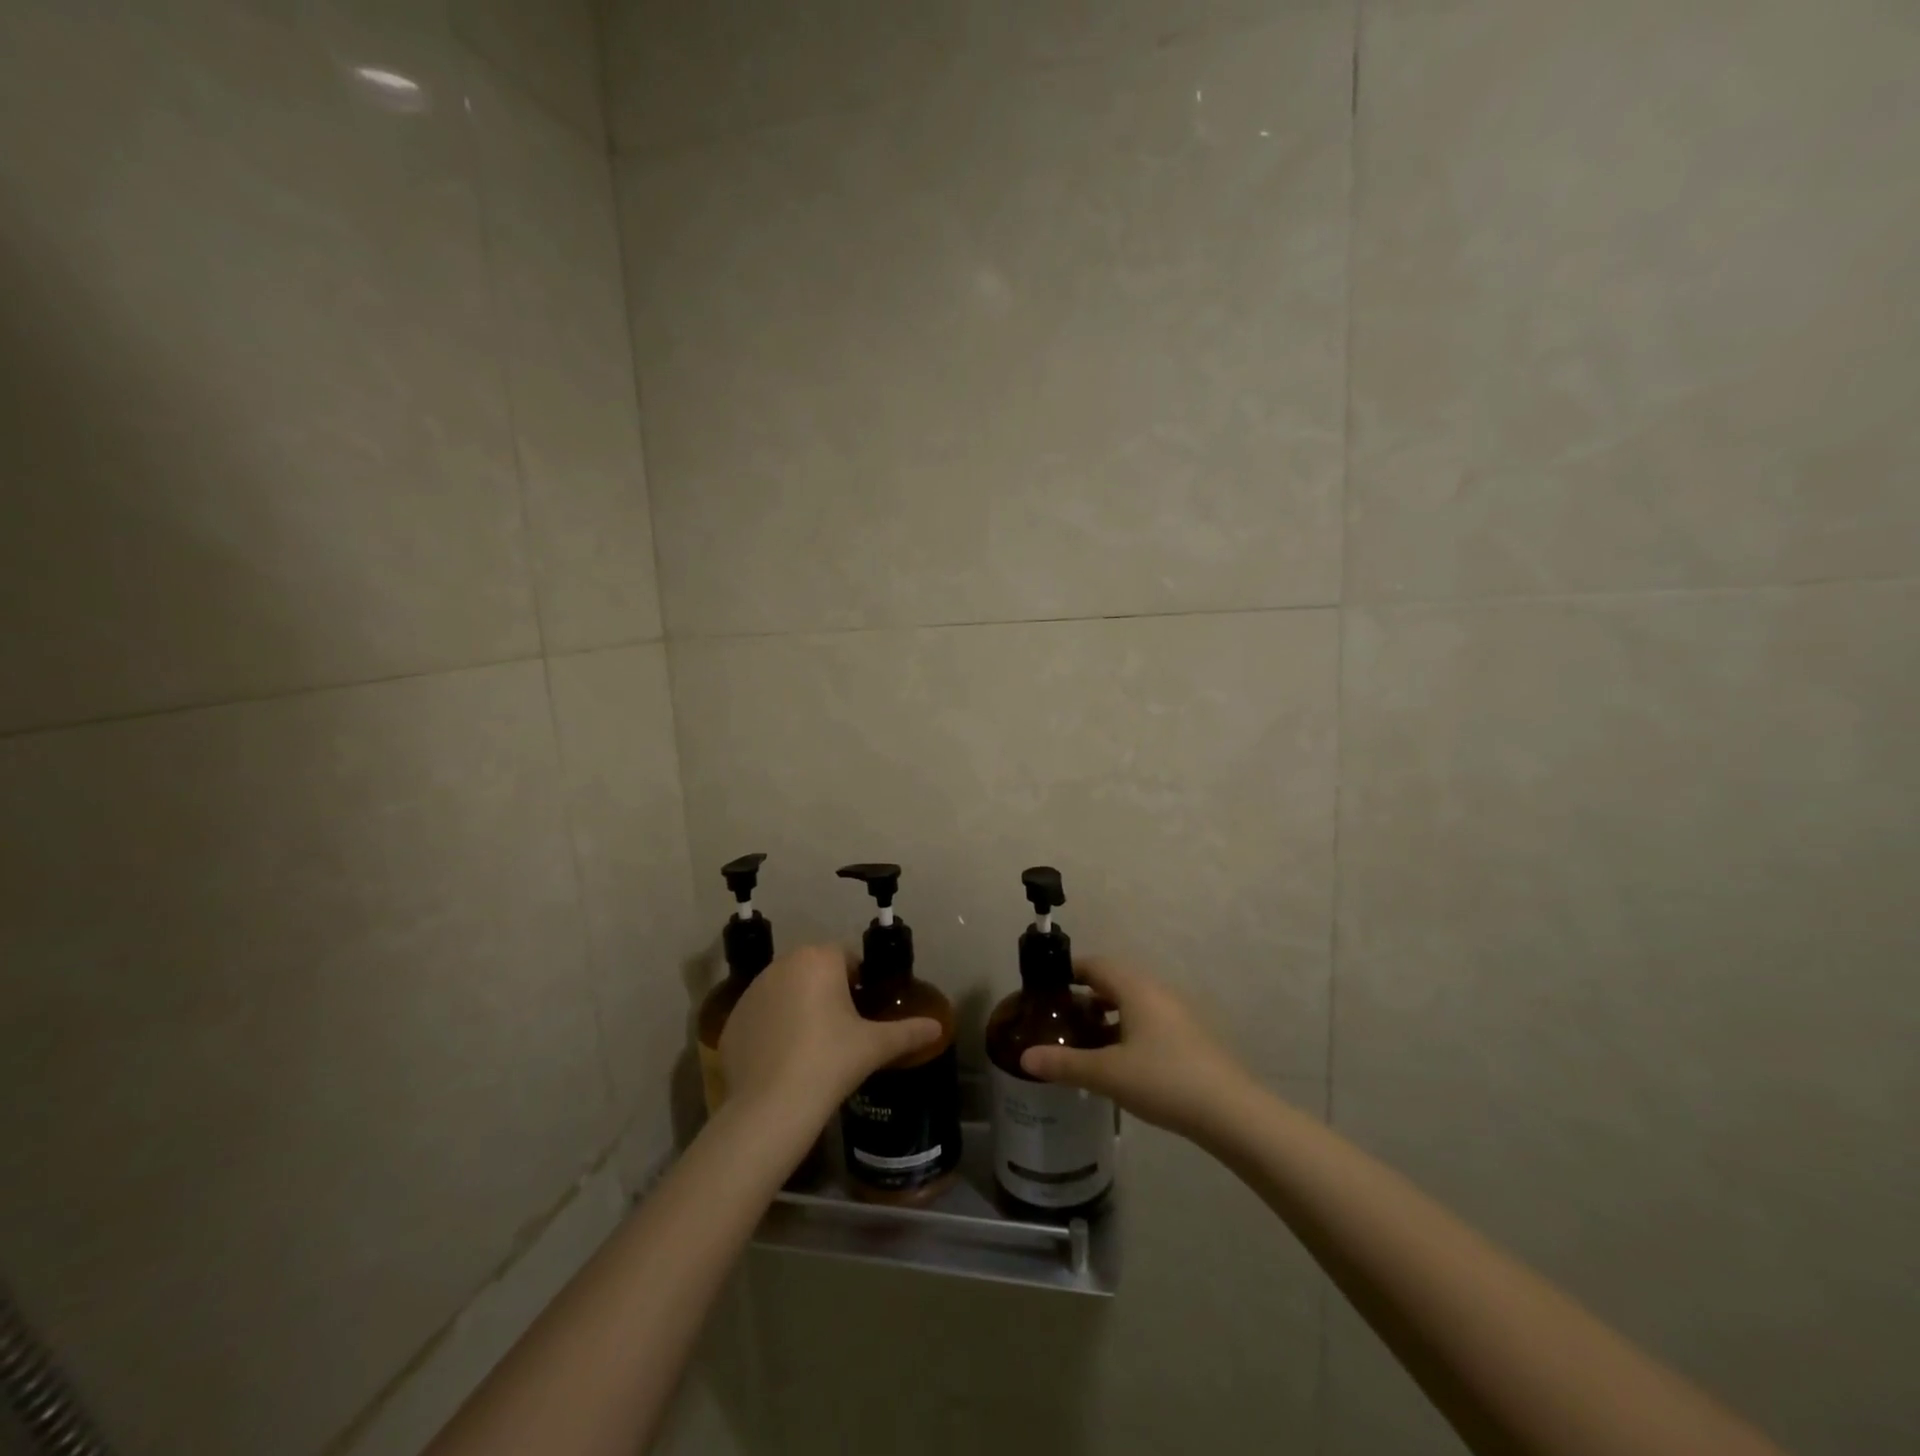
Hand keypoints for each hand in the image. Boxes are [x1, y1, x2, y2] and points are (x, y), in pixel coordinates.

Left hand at [720, 945, 941, 1128]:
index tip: (865, 1011)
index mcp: (819, 959)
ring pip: (787, 989)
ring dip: (800, 1005)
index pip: (847, 956)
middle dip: (829, 991)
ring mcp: (753, 990)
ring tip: (813, 1046)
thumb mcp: (874, 1046)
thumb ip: (908, 1032)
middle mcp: (783, 964)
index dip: (860, 981)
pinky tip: (784, 1059)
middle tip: (843, 1029)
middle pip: (815, 969)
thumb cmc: (830, 1062)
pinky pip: (762, 1014)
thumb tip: (938, 1027)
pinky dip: (774, 1027)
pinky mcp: (733, 1018)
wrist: (770, 1107)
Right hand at [1020, 959, 1254, 1138]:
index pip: (1096, 964)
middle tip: (1059, 1018)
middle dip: (1085, 995)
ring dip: (1107, 1014)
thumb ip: (1065, 1063)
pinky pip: (1149, 1020)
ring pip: (1132, 1002)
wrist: (1231, 1112)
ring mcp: (1177, 1013)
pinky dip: (1127, 1029)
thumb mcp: (1108, 1074)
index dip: (1069, 971)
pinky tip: (1119, 1060)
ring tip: (1084, 1040)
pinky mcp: (1189, 1036)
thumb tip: (1025, 1057)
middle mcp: (1157, 991)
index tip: (1046, 989)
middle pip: (1114, 981)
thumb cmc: (1164, 1080)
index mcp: (1136, 988)